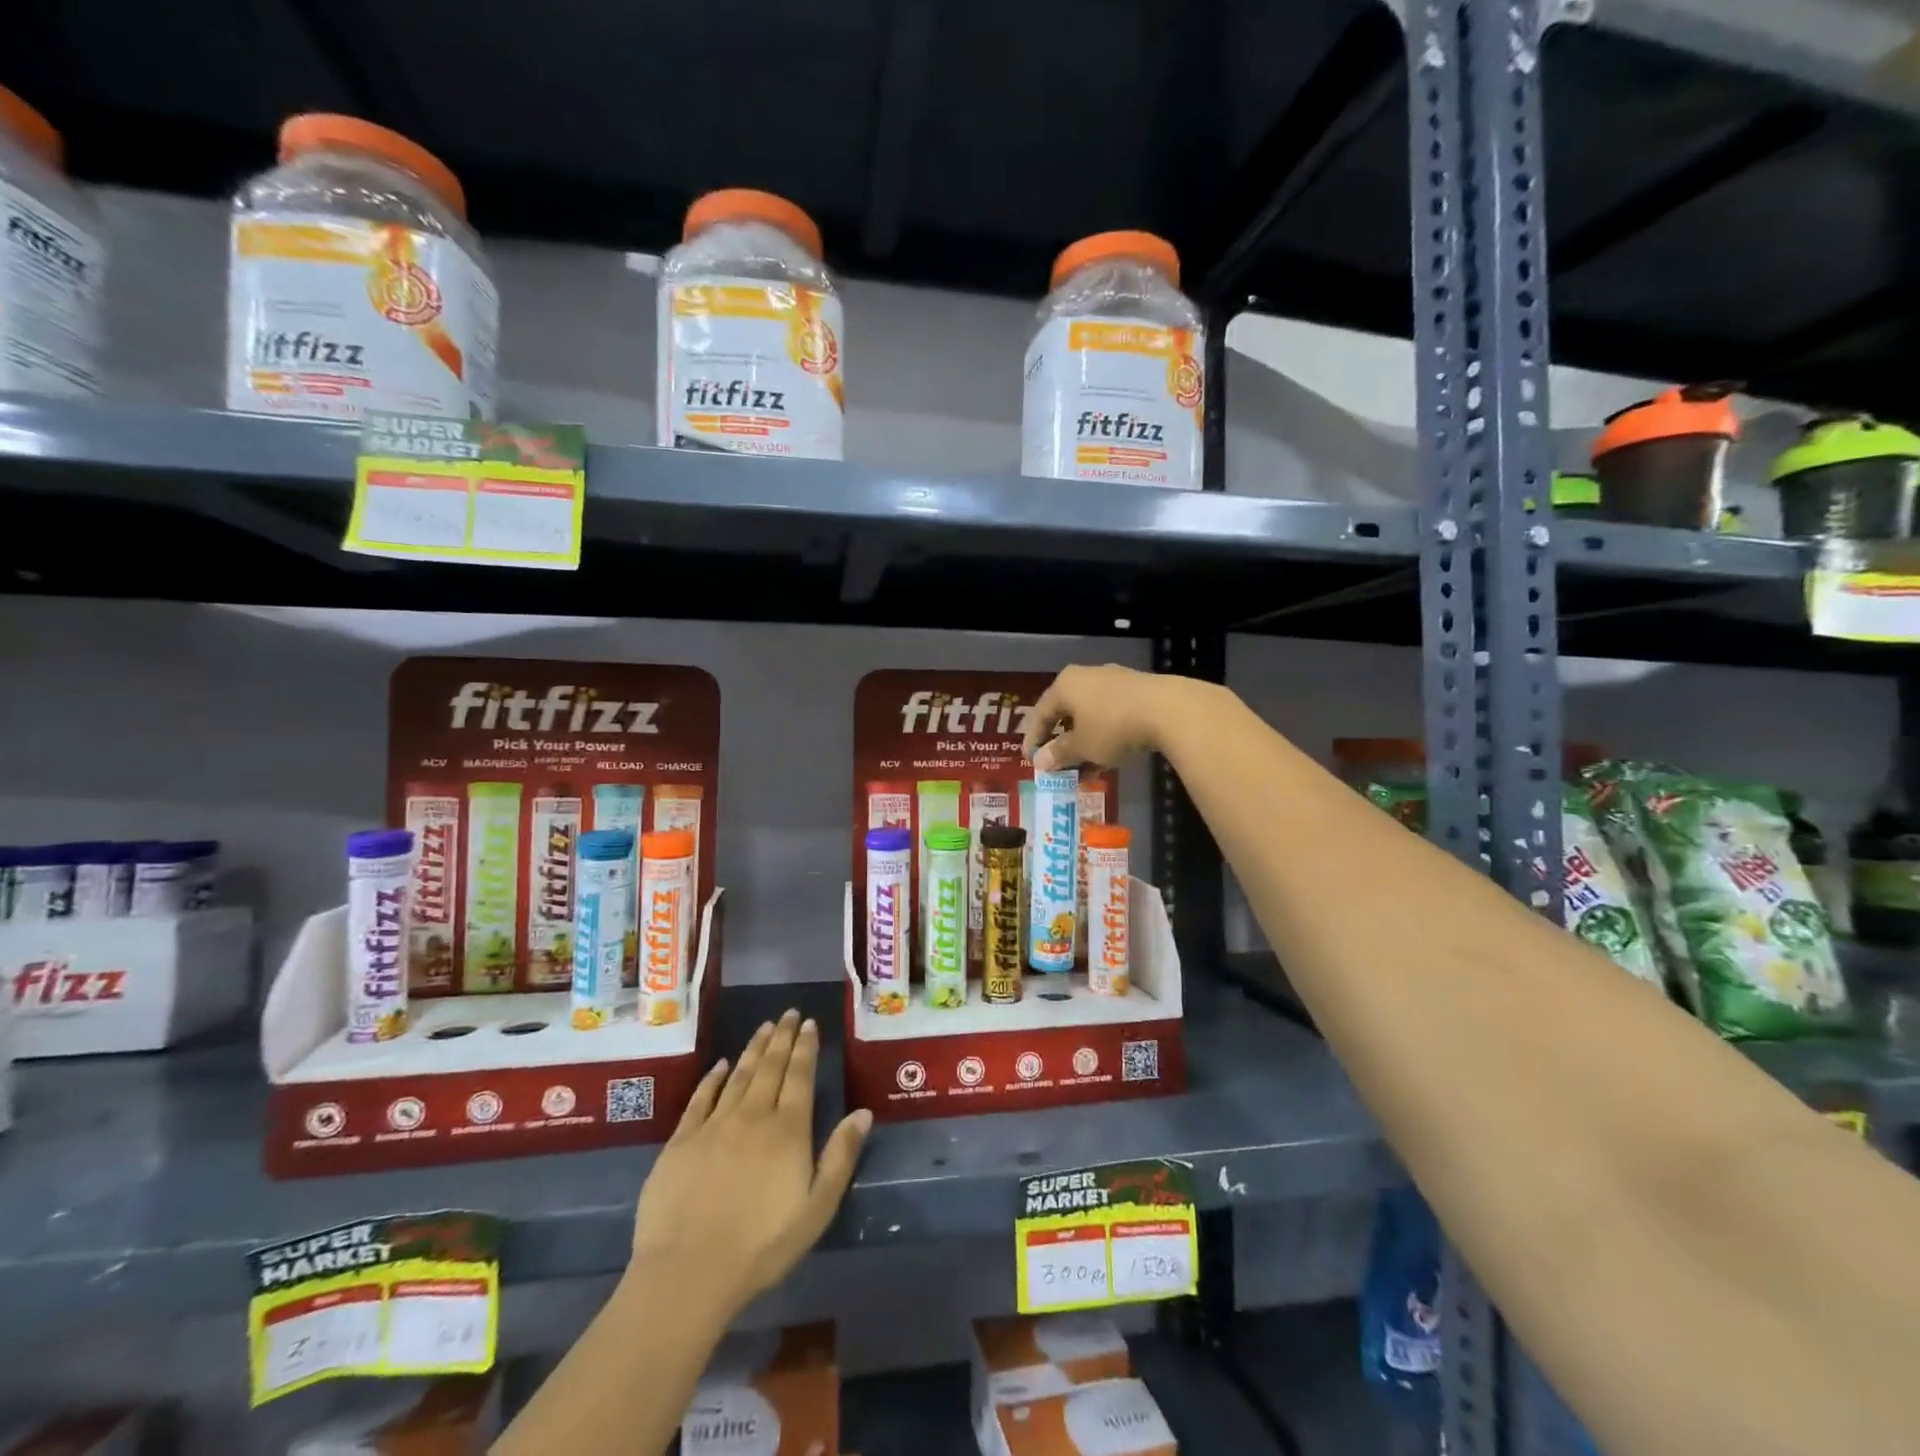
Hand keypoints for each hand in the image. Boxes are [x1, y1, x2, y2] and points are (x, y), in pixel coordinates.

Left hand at [630, 1010, 870, 1319]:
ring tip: (765, 1027)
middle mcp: (753, 1116)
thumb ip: (840, 1157)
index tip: (810, 1024)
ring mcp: (714, 1125)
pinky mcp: (681, 1141)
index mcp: (788, 1130)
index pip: (800, 1076)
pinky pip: (701, 1098)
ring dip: (753, 1048)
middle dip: (782, 1037)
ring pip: (738, 1075)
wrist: (688, 1273)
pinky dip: (713, 1077)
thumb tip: (863, 1112)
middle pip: (770, 1067)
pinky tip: (720, 1064)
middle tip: (789, 1013)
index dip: (806, 1047)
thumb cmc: (762, 1246)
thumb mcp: (817, 1209)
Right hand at [1021, 664, 1195, 771]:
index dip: (1033, 738)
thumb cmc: (1113, 726)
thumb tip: (1041, 762)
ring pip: (1090, 712)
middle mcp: (1087, 676)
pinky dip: (1104, 733)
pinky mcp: (1139, 689)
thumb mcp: (1083, 746)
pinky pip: (1111, 713)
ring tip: (1084, 763)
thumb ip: (1060, 753)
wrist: (1169, 710)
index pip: (1041, 712)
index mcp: (1066, 685)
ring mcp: (1115, 680)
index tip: (1030, 760)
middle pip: (1066, 709)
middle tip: (1056, 759)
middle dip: (1060, 737)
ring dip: (1084, 738)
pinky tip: (1109, 753)